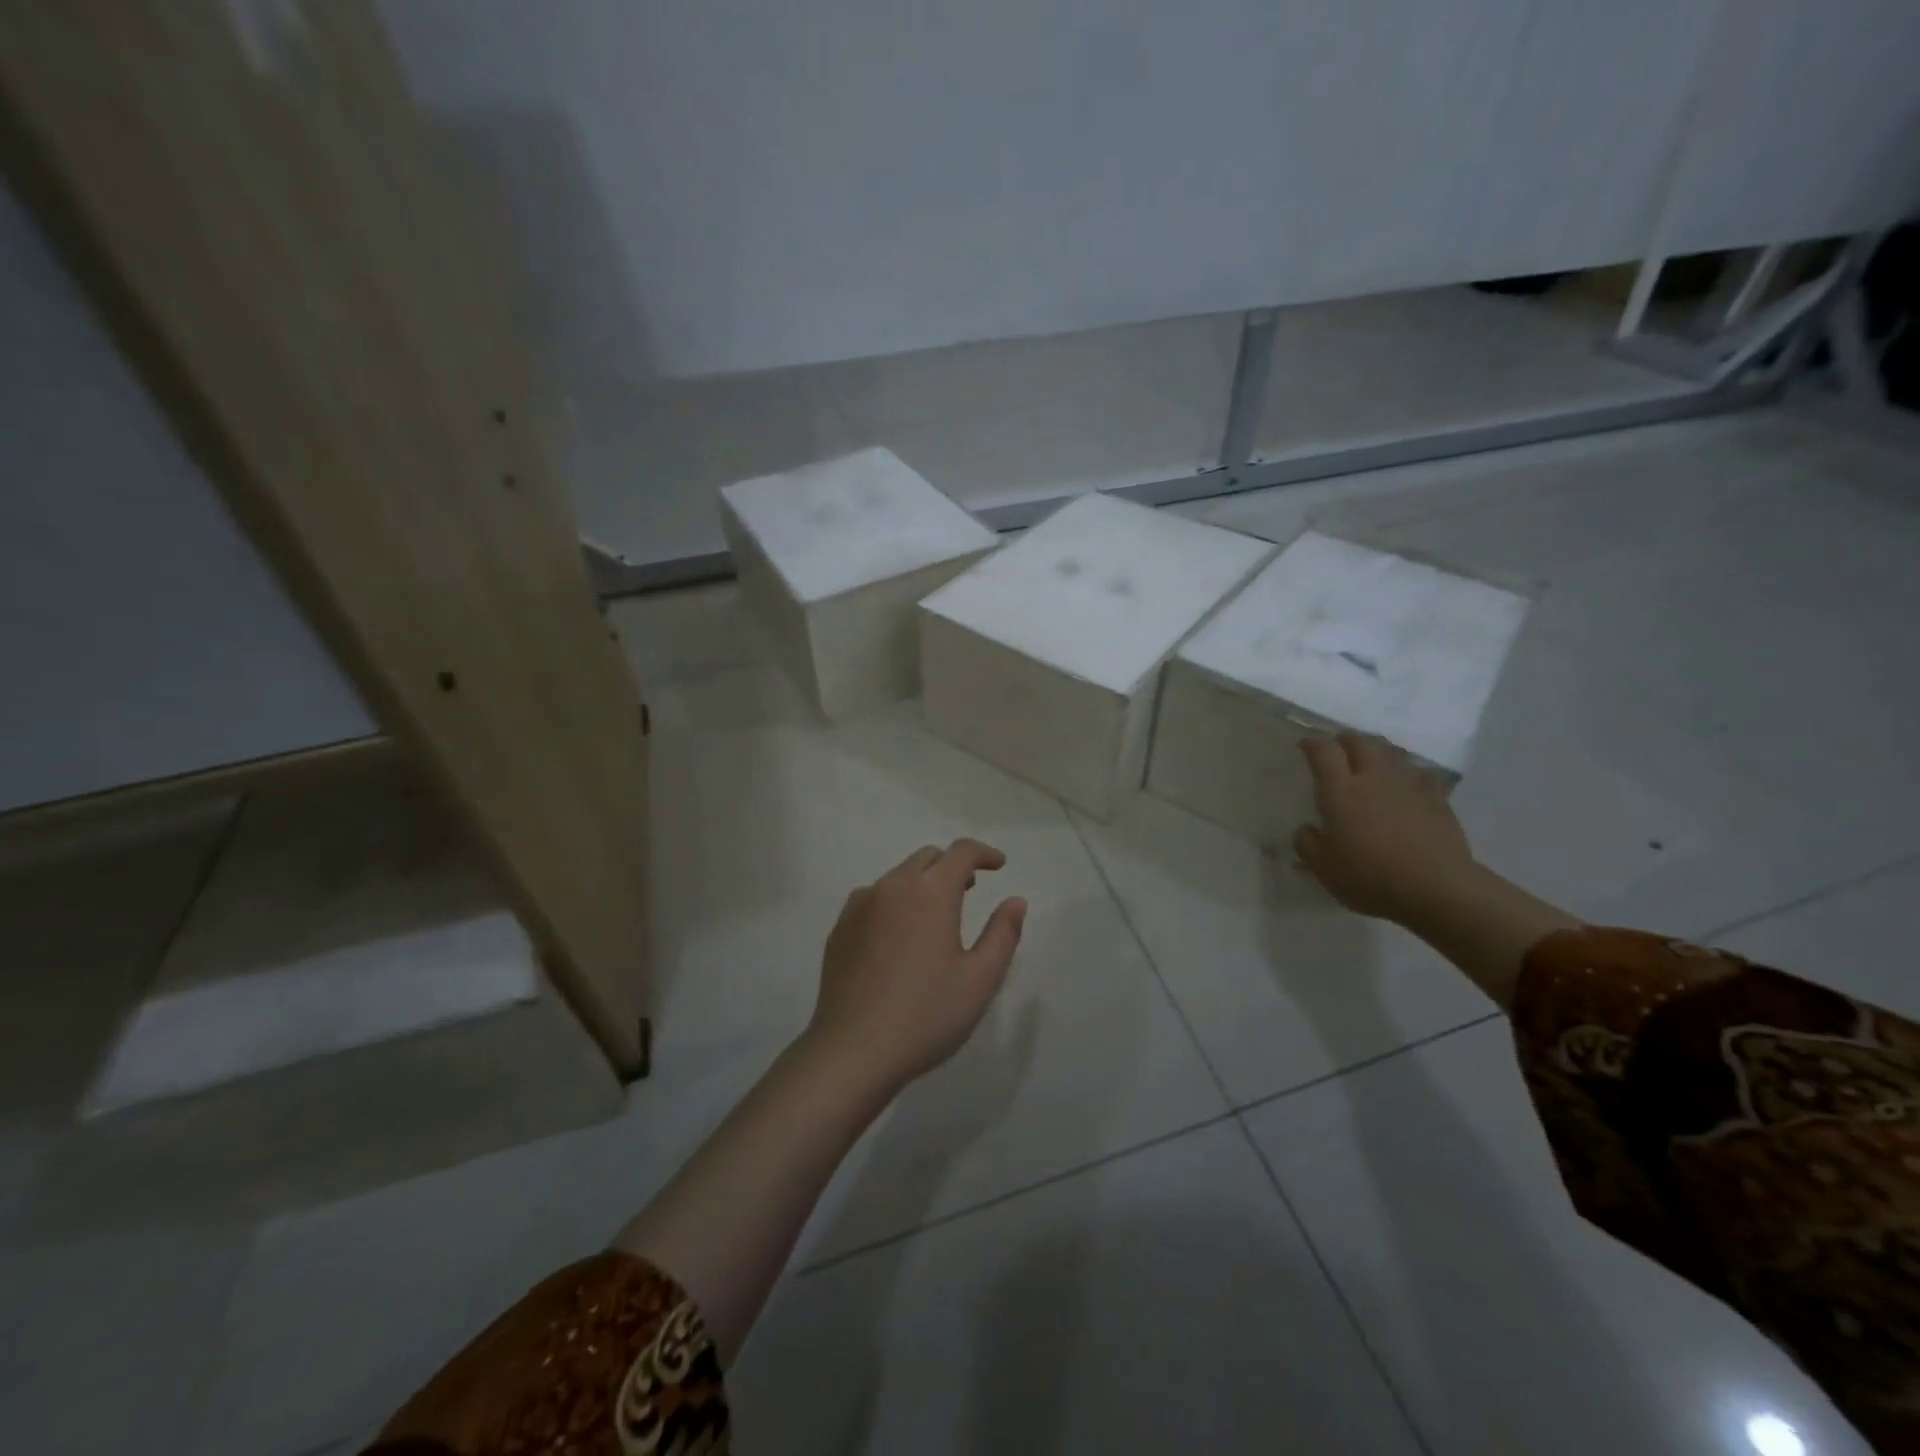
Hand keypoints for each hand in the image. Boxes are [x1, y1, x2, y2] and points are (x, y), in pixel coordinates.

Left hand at [806, 839, 1027, 1097]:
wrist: (853, 1051)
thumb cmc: (927, 1015)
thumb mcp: (980, 979)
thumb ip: (1003, 933)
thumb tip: (1015, 901)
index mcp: (930, 892)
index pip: (961, 852)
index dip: (983, 853)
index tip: (998, 865)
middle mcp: (892, 887)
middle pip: (927, 858)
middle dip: (952, 865)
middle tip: (969, 889)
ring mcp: (860, 906)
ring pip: (897, 877)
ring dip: (921, 883)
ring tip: (934, 914)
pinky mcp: (840, 928)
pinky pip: (872, 898)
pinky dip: (894, 901)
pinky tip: (898, 935)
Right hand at [1294, 734, 1477, 923]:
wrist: (1436, 889)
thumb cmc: (1370, 877)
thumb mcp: (1323, 868)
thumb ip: (1308, 844)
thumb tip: (1308, 829)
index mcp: (1341, 792)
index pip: (1324, 752)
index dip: (1312, 744)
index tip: (1305, 746)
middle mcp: (1374, 778)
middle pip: (1361, 742)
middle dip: (1346, 741)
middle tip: (1338, 749)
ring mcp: (1409, 785)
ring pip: (1392, 752)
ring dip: (1377, 751)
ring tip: (1371, 760)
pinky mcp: (1437, 798)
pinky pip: (1420, 773)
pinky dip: (1407, 772)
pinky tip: (1406, 783)